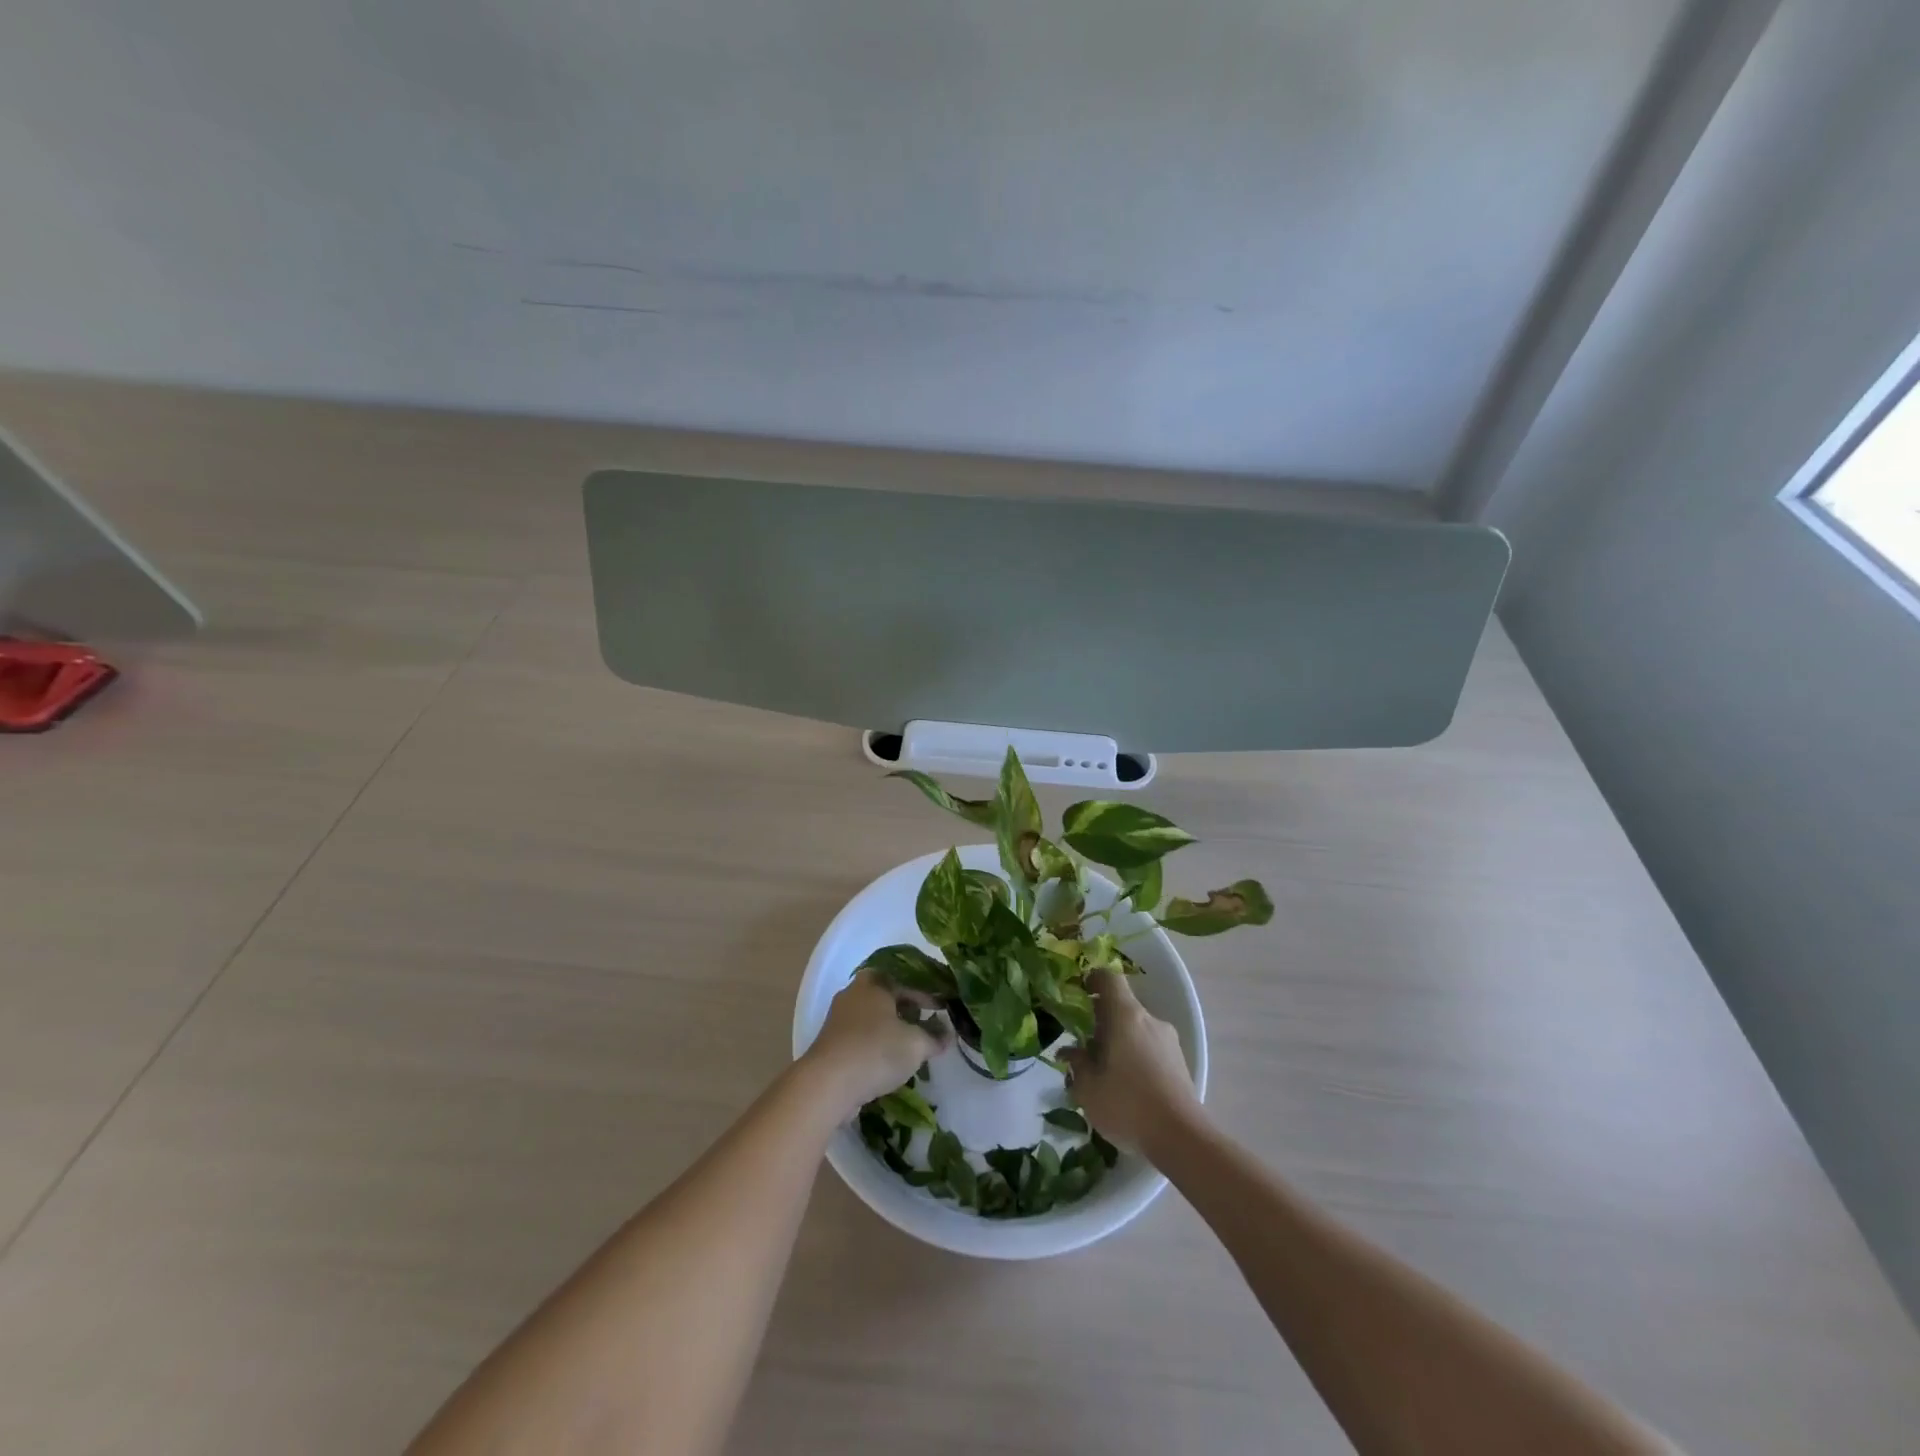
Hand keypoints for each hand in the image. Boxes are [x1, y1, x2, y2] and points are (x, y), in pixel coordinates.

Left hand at [801, 968, 951, 1116]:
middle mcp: (853, 994)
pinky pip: (860, 1038)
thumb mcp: (916, 1044)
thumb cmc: (876, 1051)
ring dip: (891, 1030)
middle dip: (907, 1011)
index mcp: (874, 983)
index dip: (927, 995)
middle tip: (926, 1024)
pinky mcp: (830, 1044)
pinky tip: (888, 1062)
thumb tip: (947, 1035)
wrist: (828, 1084)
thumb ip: (934, 1037)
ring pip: (872, 1019)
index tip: (942, 1009)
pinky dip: (876, 1046)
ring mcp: (838, 1019)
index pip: (906, 981)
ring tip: (910, 1045)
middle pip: (886, 997)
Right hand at [1061, 969, 1205, 1158]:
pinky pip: (1151, 1048)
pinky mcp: (1180, 1063)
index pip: (1109, 979)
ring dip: (1119, 1041)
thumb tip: (1070, 1052)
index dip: (1093, 979)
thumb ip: (1077, 1064)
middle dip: (1102, 1021)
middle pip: (1122, 1006)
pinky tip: (1128, 1088)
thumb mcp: (1089, 1089)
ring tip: (1105, 1074)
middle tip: (1084, 1046)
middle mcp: (1150, 1020)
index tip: (1079, 993)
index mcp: (1125, 1016)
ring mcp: (1169, 1041)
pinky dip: (1136, 1057)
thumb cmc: (1128, 1105)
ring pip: (1137, 1029)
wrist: (1183, 1139)